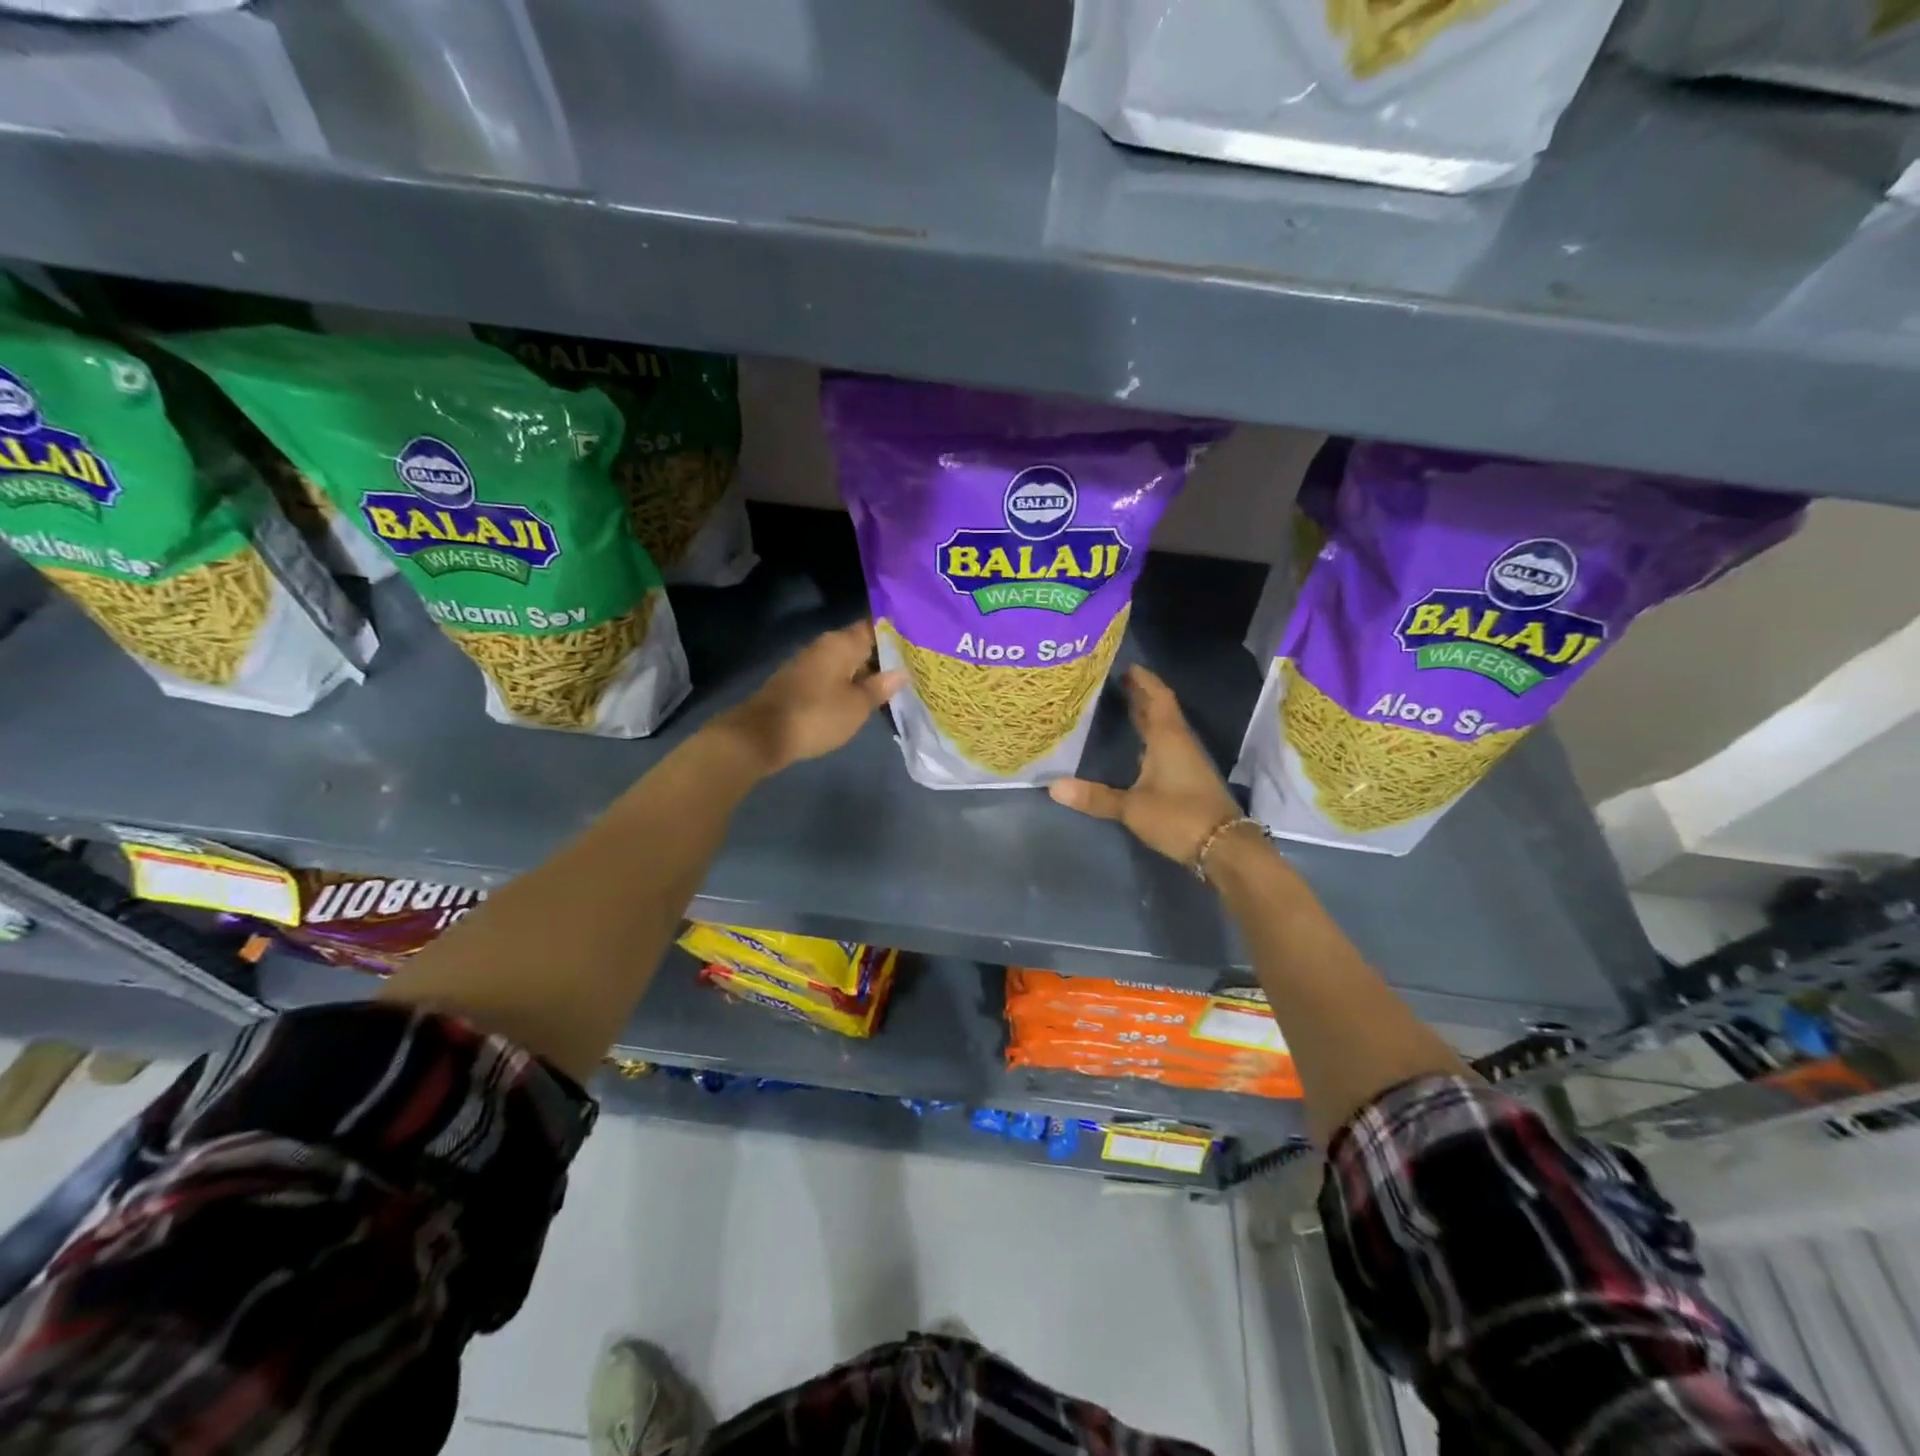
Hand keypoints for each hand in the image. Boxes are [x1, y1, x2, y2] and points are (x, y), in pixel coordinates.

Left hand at [716, 621, 905, 775]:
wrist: (762, 735)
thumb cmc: (817, 715)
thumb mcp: (857, 705)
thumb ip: (881, 687)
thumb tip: (902, 672)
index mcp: (842, 642)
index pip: (876, 627)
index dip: (898, 635)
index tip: (920, 645)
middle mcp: (826, 645)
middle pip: (862, 644)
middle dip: (885, 656)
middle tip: (915, 668)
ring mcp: (811, 663)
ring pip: (848, 662)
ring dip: (868, 672)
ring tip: (895, 685)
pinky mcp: (801, 682)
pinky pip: (834, 676)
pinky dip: (851, 683)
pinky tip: (865, 697)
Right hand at [1049, 665, 1242, 866]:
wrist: (1224, 848)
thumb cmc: (1179, 817)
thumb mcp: (1132, 808)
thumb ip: (1095, 796)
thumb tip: (1053, 787)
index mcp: (1168, 738)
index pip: (1157, 698)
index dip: (1144, 680)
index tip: (1127, 666)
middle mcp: (1179, 743)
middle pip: (1160, 710)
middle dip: (1141, 695)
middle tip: (1116, 683)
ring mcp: (1187, 762)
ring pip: (1164, 730)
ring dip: (1146, 717)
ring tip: (1122, 708)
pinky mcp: (1189, 780)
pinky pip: (1166, 748)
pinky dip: (1150, 739)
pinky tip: (1137, 748)